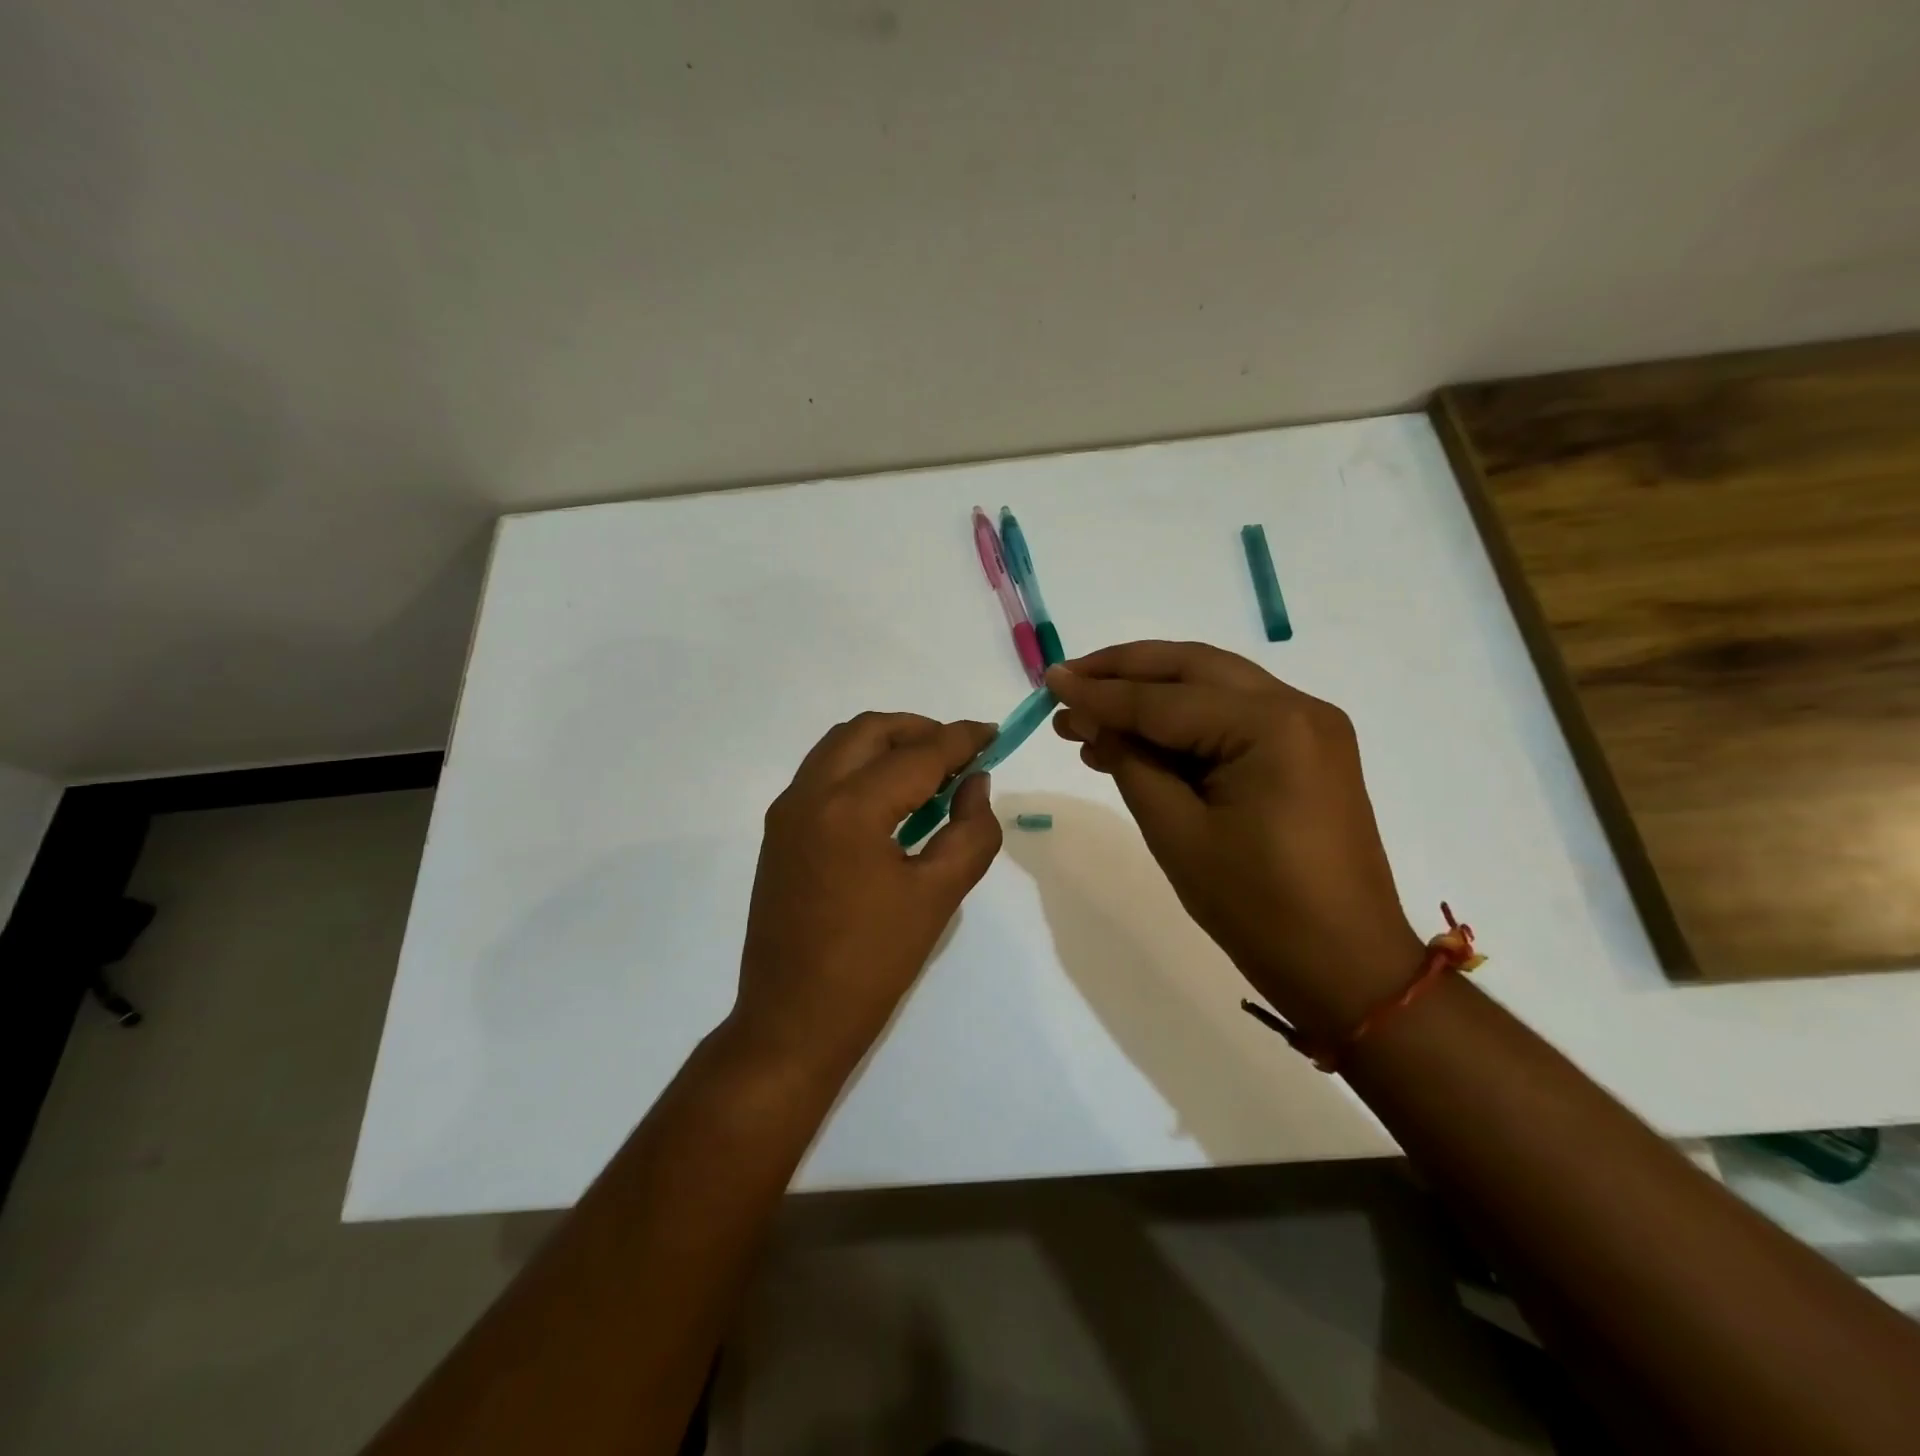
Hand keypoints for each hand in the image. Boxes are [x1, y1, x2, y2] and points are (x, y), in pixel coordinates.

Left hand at [730, 712, 1002, 1079]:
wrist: (793, 1020)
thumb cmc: (874, 963)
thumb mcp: (939, 896)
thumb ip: (971, 830)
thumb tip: (975, 783)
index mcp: (852, 808)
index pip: (918, 754)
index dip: (961, 739)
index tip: (993, 734)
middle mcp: (810, 793)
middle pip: (870, 730)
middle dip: (919, 731)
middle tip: (959, 754)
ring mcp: (787, 811)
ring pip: (840, 745)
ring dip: (886, 744)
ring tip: (927, 772)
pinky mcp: (778, 831)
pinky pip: (822, 773)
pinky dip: (859, 767)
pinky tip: (889, 801)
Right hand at [1047, 642, 1422, 1038]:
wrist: (1344, 966)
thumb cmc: (1256, 907)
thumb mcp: (1176, 833)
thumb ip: (1129, 762)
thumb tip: (1086, 717)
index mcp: (1271, 726)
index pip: (1164, 700)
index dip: (1100, 692)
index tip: (1048, 681)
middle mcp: (1297, 707)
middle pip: (1193, 669)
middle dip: (1125, 670)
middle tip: (1067, 678)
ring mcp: (1308, 726)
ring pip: (1212, 686)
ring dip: (1150, 693)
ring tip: (1088, 711)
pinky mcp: (1307, 750)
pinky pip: (1233, 716)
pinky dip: (1183, 721)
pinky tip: (1135, 740)